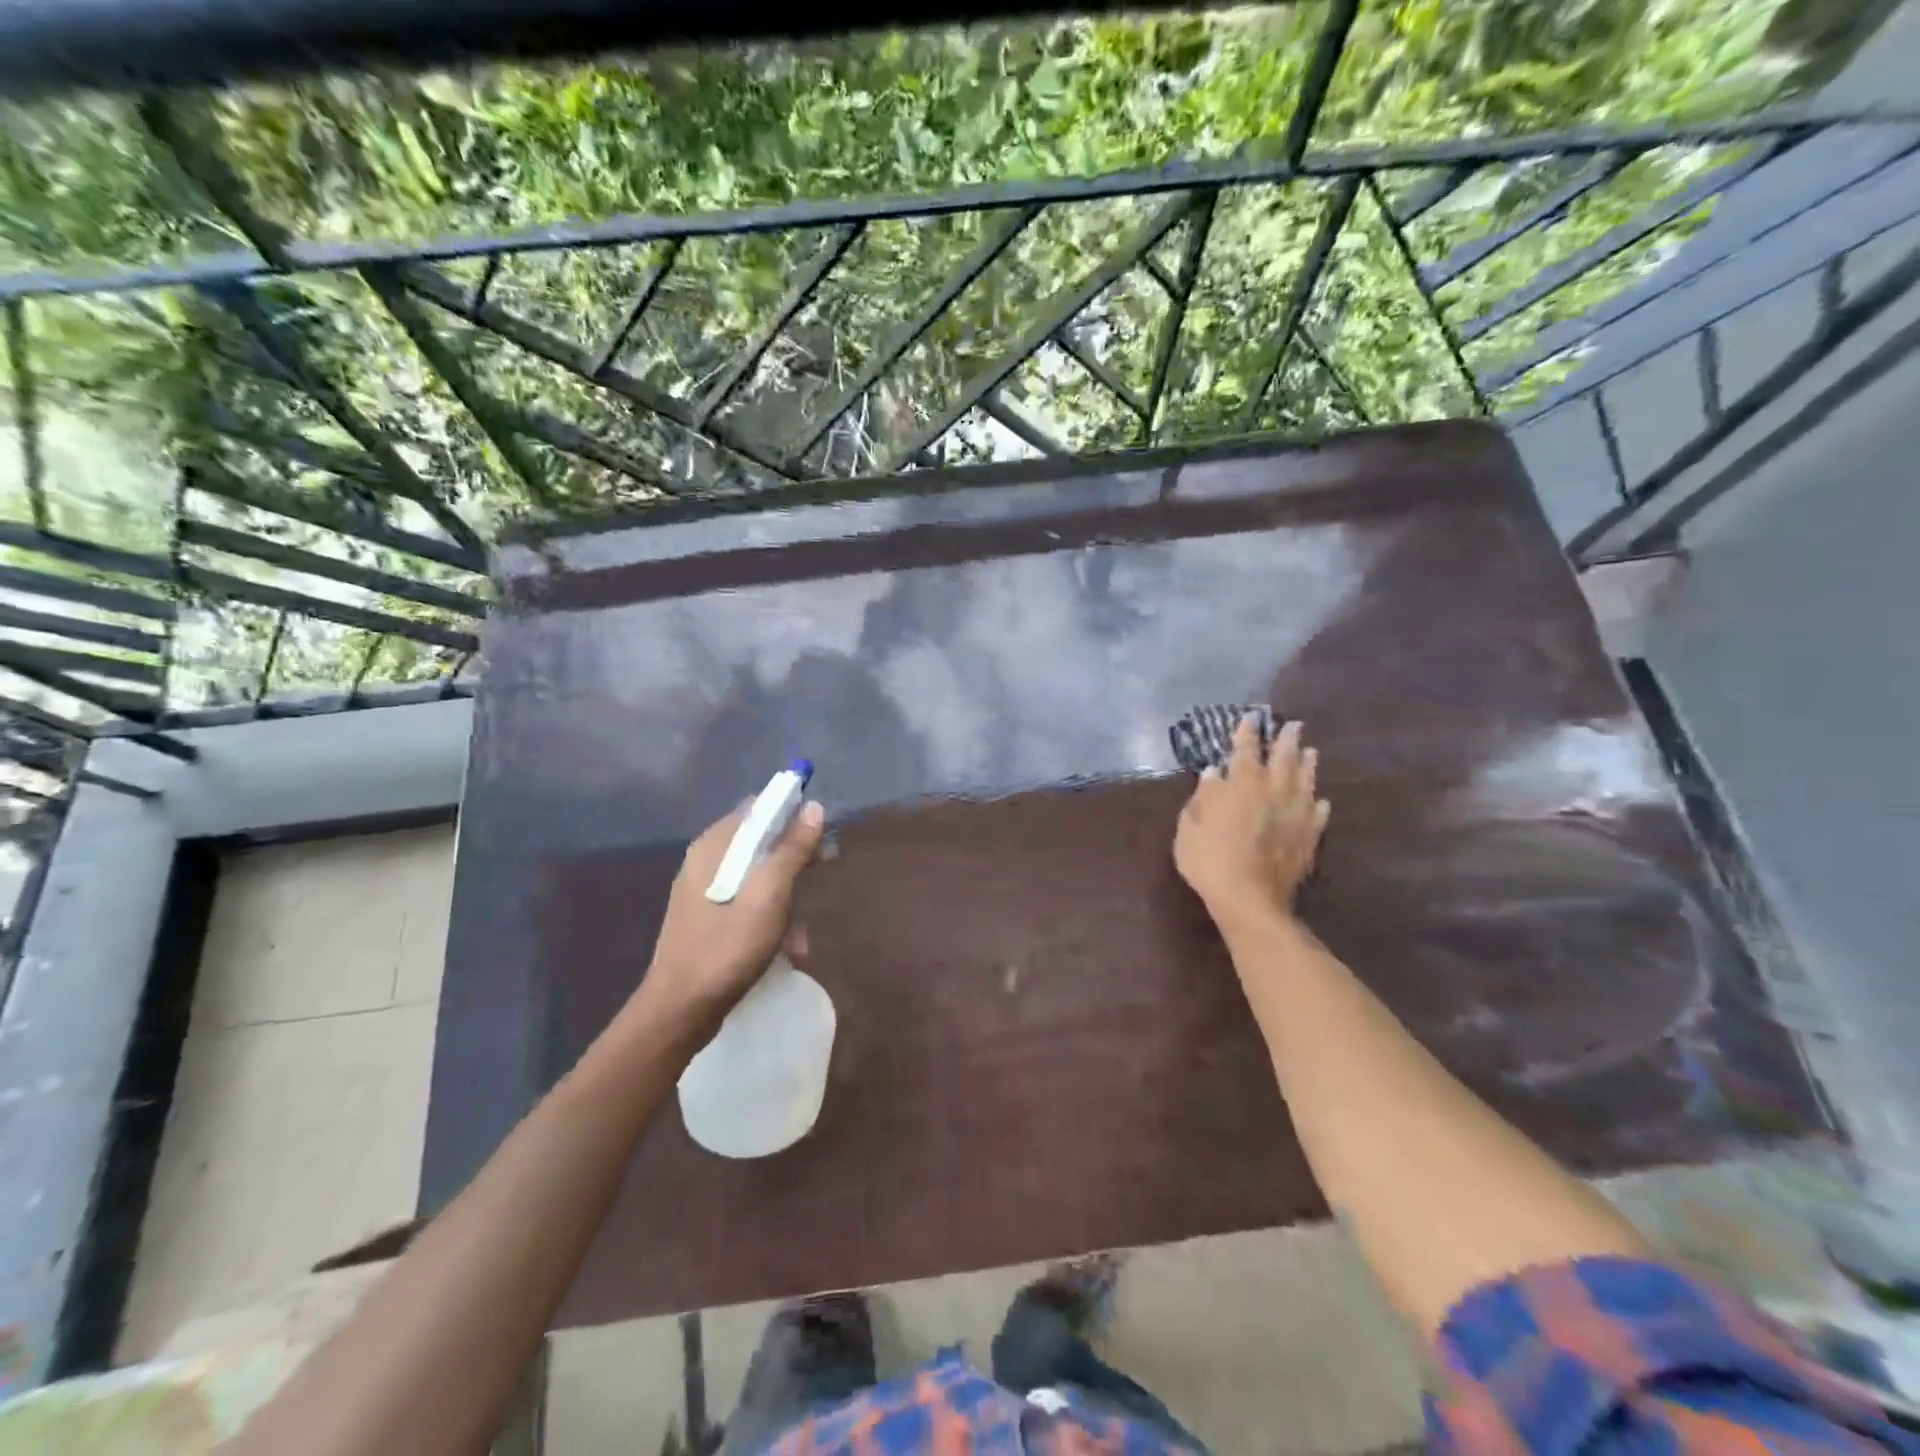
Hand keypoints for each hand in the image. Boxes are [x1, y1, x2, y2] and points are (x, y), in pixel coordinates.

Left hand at [641, 801, 827, 1027]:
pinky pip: (748, 902)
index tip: (823, 830)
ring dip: (788, 896)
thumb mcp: (769, 894)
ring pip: (758, 875)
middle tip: (827, 867)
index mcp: (714, 846)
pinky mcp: (708, 920)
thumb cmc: (727, 947)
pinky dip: (771, 917)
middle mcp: (706, 861)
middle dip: (797, 856)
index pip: (759, 809)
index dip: (794, 814)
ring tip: (803, 933)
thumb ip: (791, 850)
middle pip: (760, 842)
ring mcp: (704, 892)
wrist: (681, 1010)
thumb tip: (813, 807)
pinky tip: (788, 948)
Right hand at [1173, 717, 1329, 925]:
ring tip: (1311, 752)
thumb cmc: (1210, 859)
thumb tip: (1214, 773)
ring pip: (1305, 781)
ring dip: (1308, 764)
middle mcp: (1274, 791)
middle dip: (1287, 739)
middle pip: (1284, 758)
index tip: (1251, 717)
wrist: (1250, 899)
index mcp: (1242, 784)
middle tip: (1293, 725)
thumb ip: (1203, 796)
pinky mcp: (1309, 837)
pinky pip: (1318, 814)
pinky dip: (1318, 803)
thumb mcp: (1190, 825)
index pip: (1246, 749)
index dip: (1247, 732)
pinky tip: (1320, 800)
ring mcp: (1296, 814)